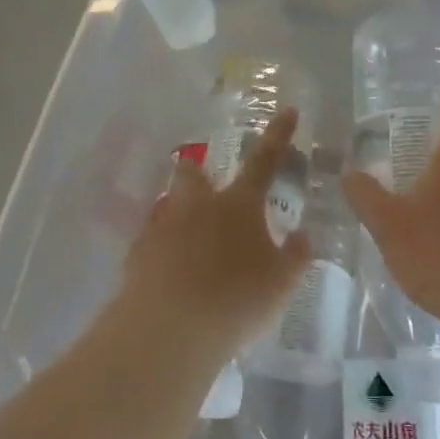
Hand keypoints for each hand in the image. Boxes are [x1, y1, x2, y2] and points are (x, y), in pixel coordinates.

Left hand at [121, 111, 311, 358]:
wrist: (168, 328)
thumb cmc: (236, 300)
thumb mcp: (282, 283)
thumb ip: (296, 257)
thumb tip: (303, 235)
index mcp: (238, 205)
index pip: (264, 160)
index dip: (278, 135)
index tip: (287, 110)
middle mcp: (198, 206)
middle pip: (194, 174)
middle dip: (199, 172)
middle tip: (205, 183)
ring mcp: (163, 227)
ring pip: (169, 204)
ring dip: (178, 211)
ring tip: (187, 236)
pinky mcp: (137, 254)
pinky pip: (151, 240)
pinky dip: (161, 247)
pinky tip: (167, 270)